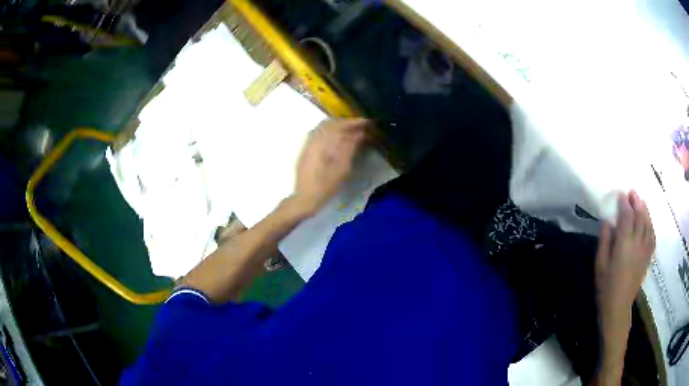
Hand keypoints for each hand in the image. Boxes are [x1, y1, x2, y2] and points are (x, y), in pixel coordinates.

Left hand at [294, 119, 367, 215]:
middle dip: (346, 122)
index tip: (367, 122)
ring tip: (351, 131)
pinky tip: (338, 138)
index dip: (354, 122)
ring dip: (338, 126)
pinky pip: (318, 133)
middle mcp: (313, 139)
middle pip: (330, 123)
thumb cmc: (325, 186)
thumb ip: (350, 149)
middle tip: (361, 126)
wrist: (304, 198)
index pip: (340, 125)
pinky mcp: (306, 150)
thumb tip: (359, 134)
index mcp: (322, 143)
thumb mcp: (342, 169)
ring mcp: (308, 144)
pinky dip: (330, 131)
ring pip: (323, 127)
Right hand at [596, 191, 655, 323]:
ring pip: (648, 224)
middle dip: (636, 202)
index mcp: (624, 245)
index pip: (627, 217)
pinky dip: (651, 225)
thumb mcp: (600, 265)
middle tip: (632, 192)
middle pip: (640, 217)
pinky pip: (652, 236)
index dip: (624, 203)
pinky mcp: (648, 258)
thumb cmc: (606, 287)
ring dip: (645, 210)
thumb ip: (604, 241)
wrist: (618, 308)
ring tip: (641, 201)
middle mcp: (637, 244)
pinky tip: (648, 221)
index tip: (620, 193)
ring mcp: (645, 251)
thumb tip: (607, 221)